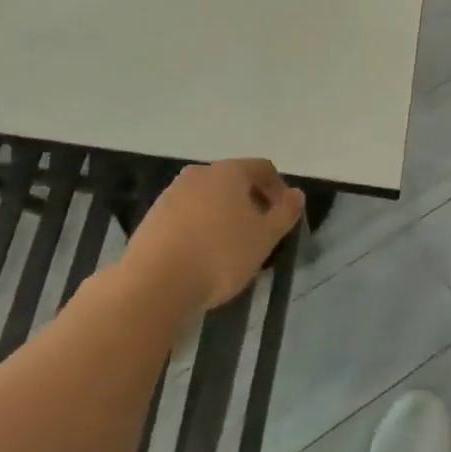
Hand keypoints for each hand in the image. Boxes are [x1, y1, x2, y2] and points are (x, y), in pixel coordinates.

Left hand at [128, 160, 305, 312]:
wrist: (155, 282)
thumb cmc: (219, 255)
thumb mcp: (264, 237)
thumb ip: (284, 213)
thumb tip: (297, 194)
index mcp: (229, 171)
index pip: (262, 168)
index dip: (278, 190)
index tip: (283, 218)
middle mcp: (199, 173)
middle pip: (234, 181)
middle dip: (251, 203)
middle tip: (259, 235)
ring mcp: (172, 193)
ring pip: (209, 198)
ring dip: (224, 216)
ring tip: (231, 249)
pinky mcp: (154, 216)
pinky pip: (187, 214)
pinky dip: (201, 227)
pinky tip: (202, 256)